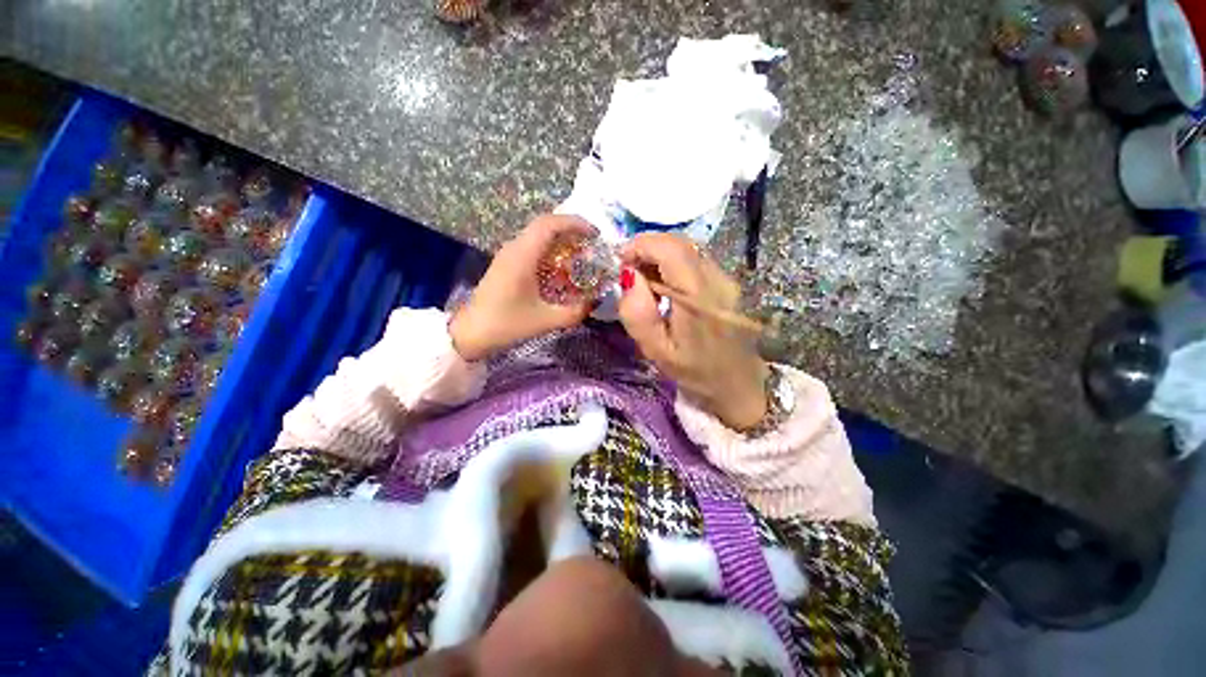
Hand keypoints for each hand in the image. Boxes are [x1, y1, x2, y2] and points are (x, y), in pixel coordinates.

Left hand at [450, 215, 596, 361]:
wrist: (470, 333)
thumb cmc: (506, 324)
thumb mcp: (545, 321)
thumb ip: (574, 312)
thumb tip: (594, 303)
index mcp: (522, 256)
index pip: (549, 224)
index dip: (575, 224)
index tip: (595, 235)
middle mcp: (515, 249)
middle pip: (545, 226)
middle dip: (572, 232)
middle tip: (592, 247)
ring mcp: (509, 255)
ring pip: (538, 237)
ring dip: (561, 242)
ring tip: (581, 257)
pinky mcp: (507, 265)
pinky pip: (533, 249)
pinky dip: (551, 253)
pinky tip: (561, 270)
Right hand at [617, 233, 768, 430]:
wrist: (739, 385)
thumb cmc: (695, 372)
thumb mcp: (657, 351)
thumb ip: (638, 313)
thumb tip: (628, 275)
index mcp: (699, 297)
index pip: (670, 249)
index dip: (641, 245)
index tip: (621, 260)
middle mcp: (718, 279)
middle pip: (680, 243)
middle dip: (648, 248)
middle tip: (629, 270)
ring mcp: (726, 278)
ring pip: (688, 248)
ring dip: (660, 255)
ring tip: (644, 279)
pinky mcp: (728, 282)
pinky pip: (695, 260)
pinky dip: (673, 263)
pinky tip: (665, 285)